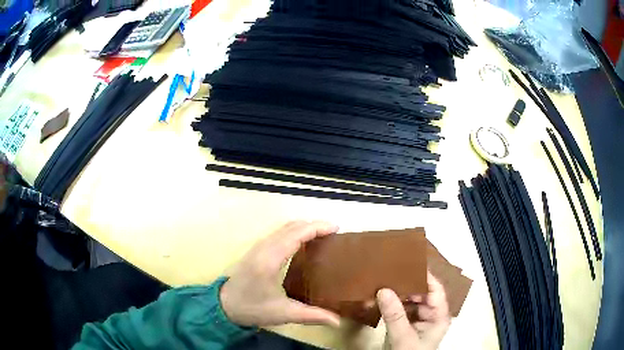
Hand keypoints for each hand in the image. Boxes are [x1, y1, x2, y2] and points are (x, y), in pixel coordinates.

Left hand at [219, 220, 341, 327]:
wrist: (223, 305)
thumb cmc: (252, 308)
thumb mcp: (283, 313)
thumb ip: (312, 316)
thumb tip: (338, 322)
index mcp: (270, 259)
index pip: (296, 234)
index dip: (317, 227)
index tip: (336, 228)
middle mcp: (264, 247)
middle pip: (292, 226)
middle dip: (314, 225)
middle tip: (334, 234)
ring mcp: (258, 247)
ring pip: (284, 228)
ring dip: (304, 227)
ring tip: (323, 236)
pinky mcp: (256, 250)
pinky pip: (279, 233)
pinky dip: (295, 232)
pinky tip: (303, 243)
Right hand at [378, 272, 450, 349]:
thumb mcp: (403, 336)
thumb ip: (395, 314)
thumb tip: (383, 289)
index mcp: (439, 315)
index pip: (435, 289)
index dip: (424, 276)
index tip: (407, 264)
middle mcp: (431, 314)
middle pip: (421, 293)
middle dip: (405, 284)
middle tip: (388, 272)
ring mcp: (418, 319)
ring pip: (409, 300)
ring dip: (396, 294)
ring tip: (382, 281)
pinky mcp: (406, 324)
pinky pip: (400, 309)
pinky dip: (390, 304)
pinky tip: (379, 298)